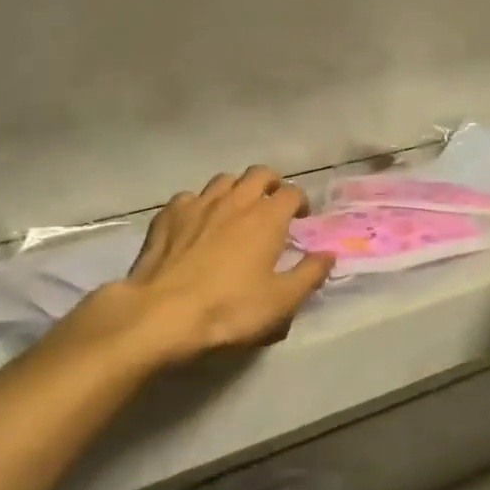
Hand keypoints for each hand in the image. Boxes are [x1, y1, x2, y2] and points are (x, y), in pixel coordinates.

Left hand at [60, 167, 334, 370]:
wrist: (160, 314)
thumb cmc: (228, 309)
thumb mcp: (281, 302)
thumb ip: (309, 275)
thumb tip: (329, 254)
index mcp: (267, 217)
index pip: (292, 192)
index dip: (301, 202)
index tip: (301, 218)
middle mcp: (235, 200)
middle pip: (259, 174)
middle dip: (271, 184)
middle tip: (273, 205)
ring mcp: (198, 203)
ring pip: (224, 180)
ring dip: (237, 189)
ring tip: (237, 210)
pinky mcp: (168, 214)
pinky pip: (190, 197)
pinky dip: (200, 204)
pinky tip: (197, 223)